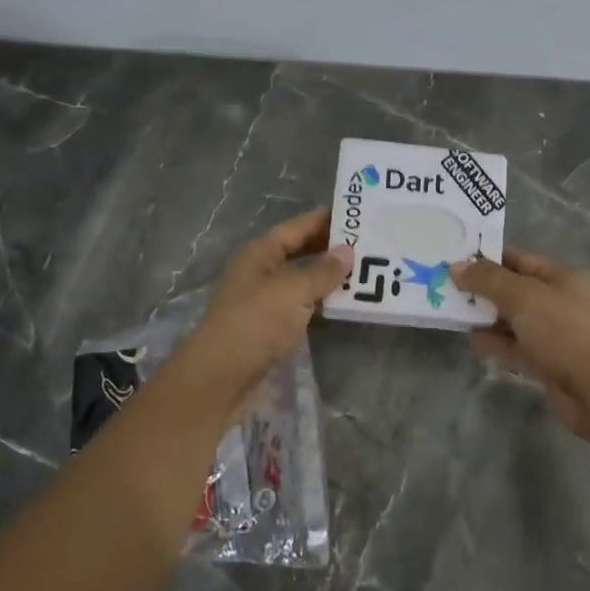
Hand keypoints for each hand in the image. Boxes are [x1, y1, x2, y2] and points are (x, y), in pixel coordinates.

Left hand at [168, 208, 351, 417]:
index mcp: (260, 254)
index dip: (324, 219)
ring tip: (365, 272)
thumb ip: (322, 271)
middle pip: (299, 252)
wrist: (221, 378)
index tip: (356, 212)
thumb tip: (347, 251)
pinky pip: (302, 307)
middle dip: (330, 248)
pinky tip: (346, 305)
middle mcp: (260, 272)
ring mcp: (264, 301)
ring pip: (302, 281)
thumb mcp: (293, 291)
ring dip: (329, 278)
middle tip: (368, 243)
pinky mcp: (271, 328)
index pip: (297, 227)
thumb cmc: (256, 323)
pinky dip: (322, 304)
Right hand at [452, 251, 589, 438]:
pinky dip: (496, 343)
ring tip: (453, 313)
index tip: (455, 260)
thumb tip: (456, 266)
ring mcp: (556, 335)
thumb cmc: (565, 331)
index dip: (488, 259)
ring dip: (487, 317)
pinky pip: (517, 348)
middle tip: (446, 287)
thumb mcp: (523, 296)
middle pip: (515, 290)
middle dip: (484, 289)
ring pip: (514, 320)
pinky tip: (472, 340)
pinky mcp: (549, 364)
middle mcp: (561, 302)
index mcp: (563, 278)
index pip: (519, 259)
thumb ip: (488, 280)